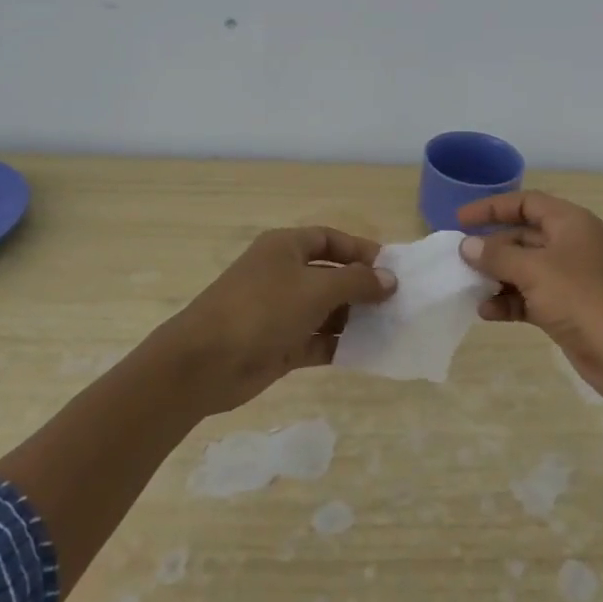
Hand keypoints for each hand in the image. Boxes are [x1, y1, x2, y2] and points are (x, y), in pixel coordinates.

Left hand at [151, 228, 396, 415]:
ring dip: (354, 318)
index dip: (360, 250)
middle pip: (330, 275)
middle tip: (397, 303)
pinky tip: (367, 352)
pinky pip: (317, 340)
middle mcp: (282, 274)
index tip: (391, 268)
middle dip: (361, 287)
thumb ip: (356, 282)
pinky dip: (339, 344)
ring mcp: (279, 311)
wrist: (205, 363)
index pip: (329, 239)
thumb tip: (389, 279)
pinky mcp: (278, 345)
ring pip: (325, 309)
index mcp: (285, 248)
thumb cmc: (262, 310)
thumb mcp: (316, 289)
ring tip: (390, 328)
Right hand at [457, 191, 602, 406]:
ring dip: (496, 277)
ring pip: (524, 270)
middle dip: (491, 247)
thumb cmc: (584, 298)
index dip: (493, 208)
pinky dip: (508, 302)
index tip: (461, 220)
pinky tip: (487, 312)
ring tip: (468, 288)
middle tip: (459, 259)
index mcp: (570, 223)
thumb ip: (497, 256)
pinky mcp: (566, 310)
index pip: (526, 203)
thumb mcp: (535, 270)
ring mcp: (570, 280)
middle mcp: (570, 246)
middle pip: (522, 236)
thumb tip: (467, 245)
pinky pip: (529, 298)